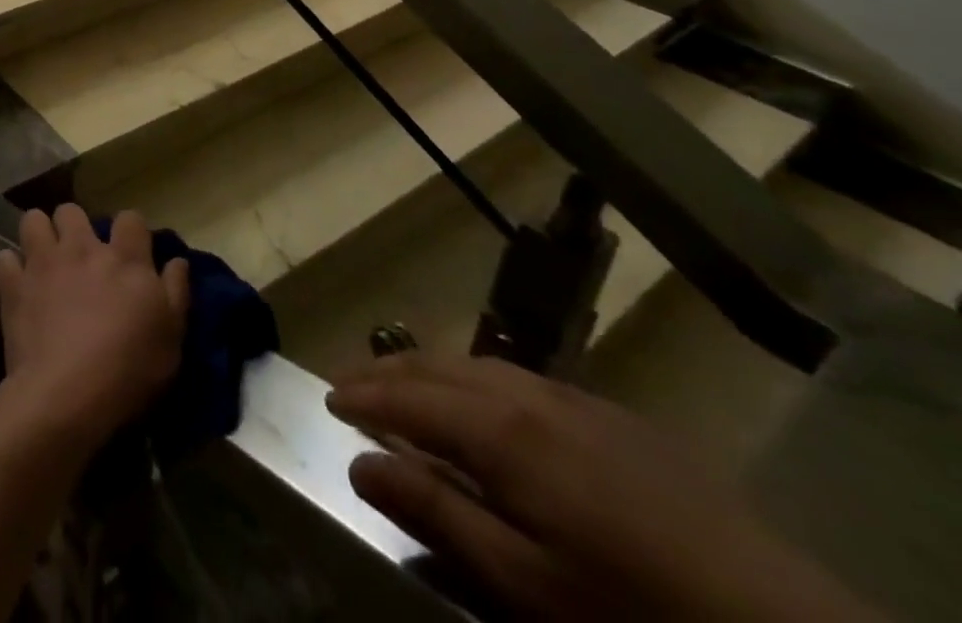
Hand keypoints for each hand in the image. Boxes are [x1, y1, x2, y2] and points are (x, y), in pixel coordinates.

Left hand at [0, 205, 188, 447]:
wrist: (67, 393)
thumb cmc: (129, 369)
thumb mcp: (172, 338)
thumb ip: (176, 292)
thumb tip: (177, 260)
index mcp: (124, 258)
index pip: (130, 218)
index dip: (130, 230)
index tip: (130, 250)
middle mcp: (82, 248)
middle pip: (72, 211)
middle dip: (73, 226)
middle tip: (78, 255)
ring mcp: (43, 262)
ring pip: (33, 220)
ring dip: (38, 234)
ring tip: (43, 259)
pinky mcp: (13, 284)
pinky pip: (3, 259)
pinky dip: (10, 269)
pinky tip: (17, 285)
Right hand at [326, 353, 880, 622]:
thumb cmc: (636, 614)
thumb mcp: (527, 586)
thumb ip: (438, 514)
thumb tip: (360, 463)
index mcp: (499, 430)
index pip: (406, 398)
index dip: (361, 396)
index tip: (325, 399)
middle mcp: (526, 394)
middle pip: (436, 367)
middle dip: (385, 371)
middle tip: (347, 383)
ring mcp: (575, 399)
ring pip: (476, 364)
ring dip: (427, 369)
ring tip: (401, 384)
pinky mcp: (615, 416)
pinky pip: (520, 377)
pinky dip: (475, 378)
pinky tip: (482, 401)